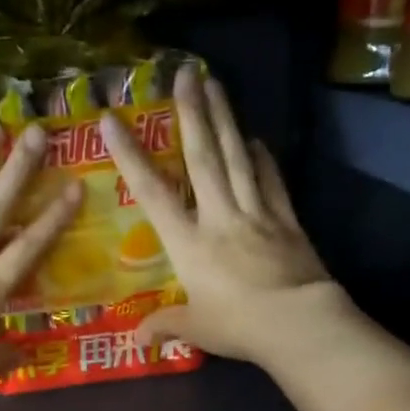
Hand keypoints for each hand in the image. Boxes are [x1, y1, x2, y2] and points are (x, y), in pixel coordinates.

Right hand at [100, 66, 348, 369]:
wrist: (298, 324)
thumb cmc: (238, 326)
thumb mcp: (195, 329)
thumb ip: (166, 325)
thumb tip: (138, 338)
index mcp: (189, 243)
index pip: (152, 192)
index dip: (130, 155)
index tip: (111, 119)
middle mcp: (220, 217)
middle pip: (203, 158)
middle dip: (192, 113)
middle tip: (185, 73)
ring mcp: (256, 213)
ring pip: (237, 158)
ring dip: (224, 119)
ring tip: (215, 83)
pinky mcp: (286, 219)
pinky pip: (271, 180)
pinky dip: (262, 157)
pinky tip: (255, 139)